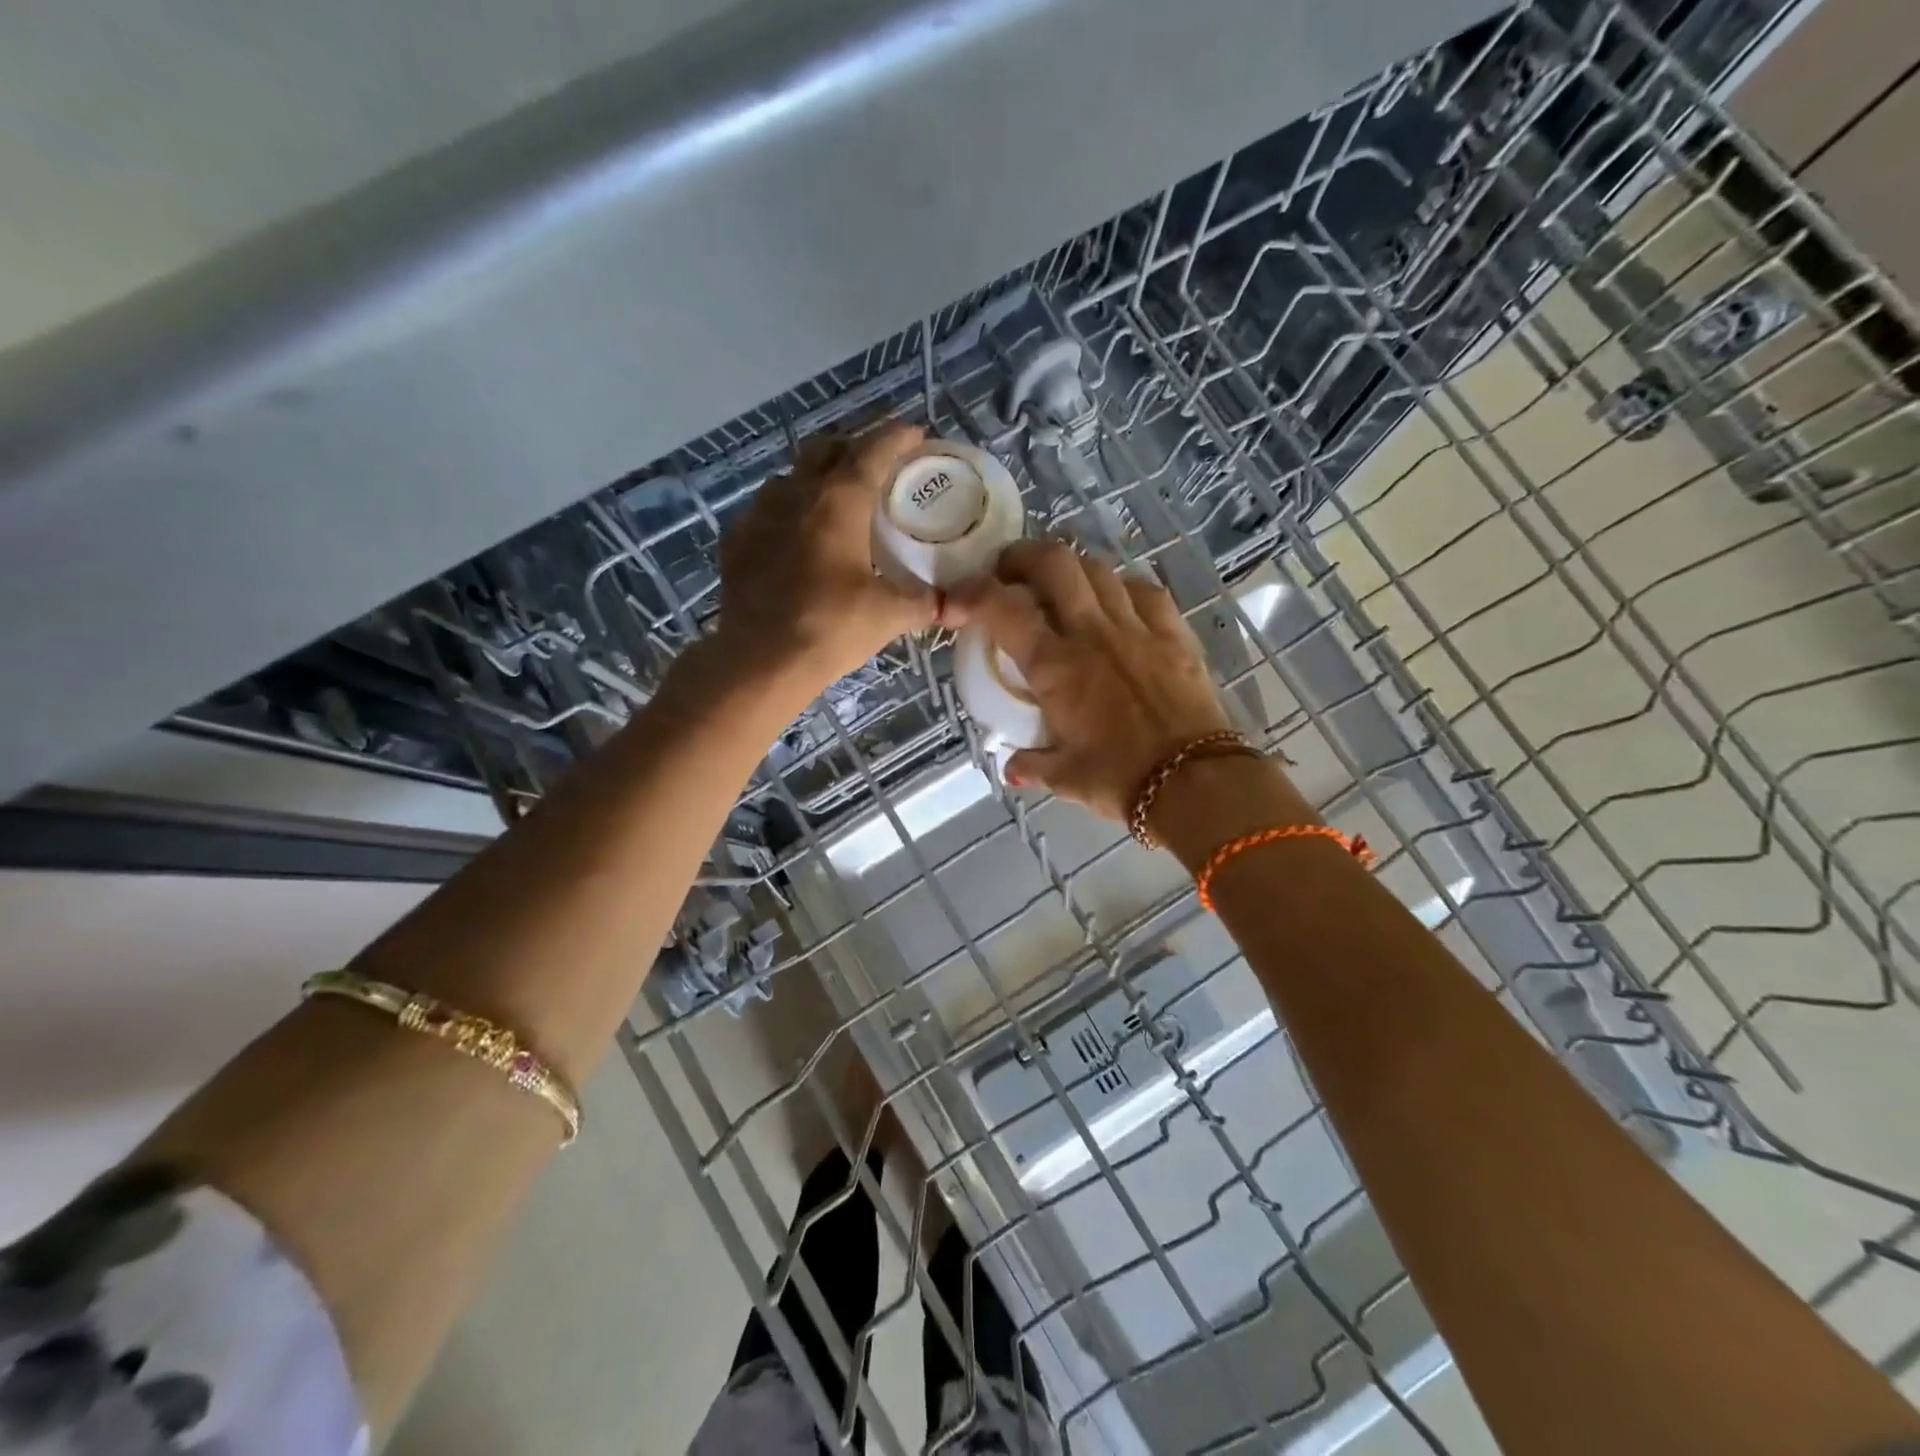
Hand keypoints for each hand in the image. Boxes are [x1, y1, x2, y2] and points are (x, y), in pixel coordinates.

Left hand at [714, 422, 942, 690]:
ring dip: (815, 477)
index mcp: (838, 502)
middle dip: (852, 447)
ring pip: (790, 477)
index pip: (872, 452)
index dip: (896, 438)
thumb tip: (956, 607)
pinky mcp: (736, 542)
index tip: (914, 433)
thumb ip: (924, 603)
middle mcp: (795, 494)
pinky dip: (786, 512)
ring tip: (834, 498)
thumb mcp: (888, 615)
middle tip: (874, 464)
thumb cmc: (831, 628)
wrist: (760, 660)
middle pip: (825, 449)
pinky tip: (794, 535)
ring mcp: (759, 515)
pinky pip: (764, 510)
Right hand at [950, 540, 1235, 821]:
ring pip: (1098, 569)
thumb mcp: (1066, 778)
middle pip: (1054, 563)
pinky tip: (1116, 601)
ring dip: (1070, 569)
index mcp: (1055, 666)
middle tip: (1010, 574)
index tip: (960, 600)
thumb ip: (1032, 766)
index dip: (973, 592)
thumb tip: (1011, 768)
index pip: (1003, 608)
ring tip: (1060, 587)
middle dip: (1023, 556)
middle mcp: (1092, 633)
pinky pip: (1144, 590)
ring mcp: (1137, 627)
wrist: (1196, 782)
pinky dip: (1121, 587)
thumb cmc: (1121, 781)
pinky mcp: (1174, 633)